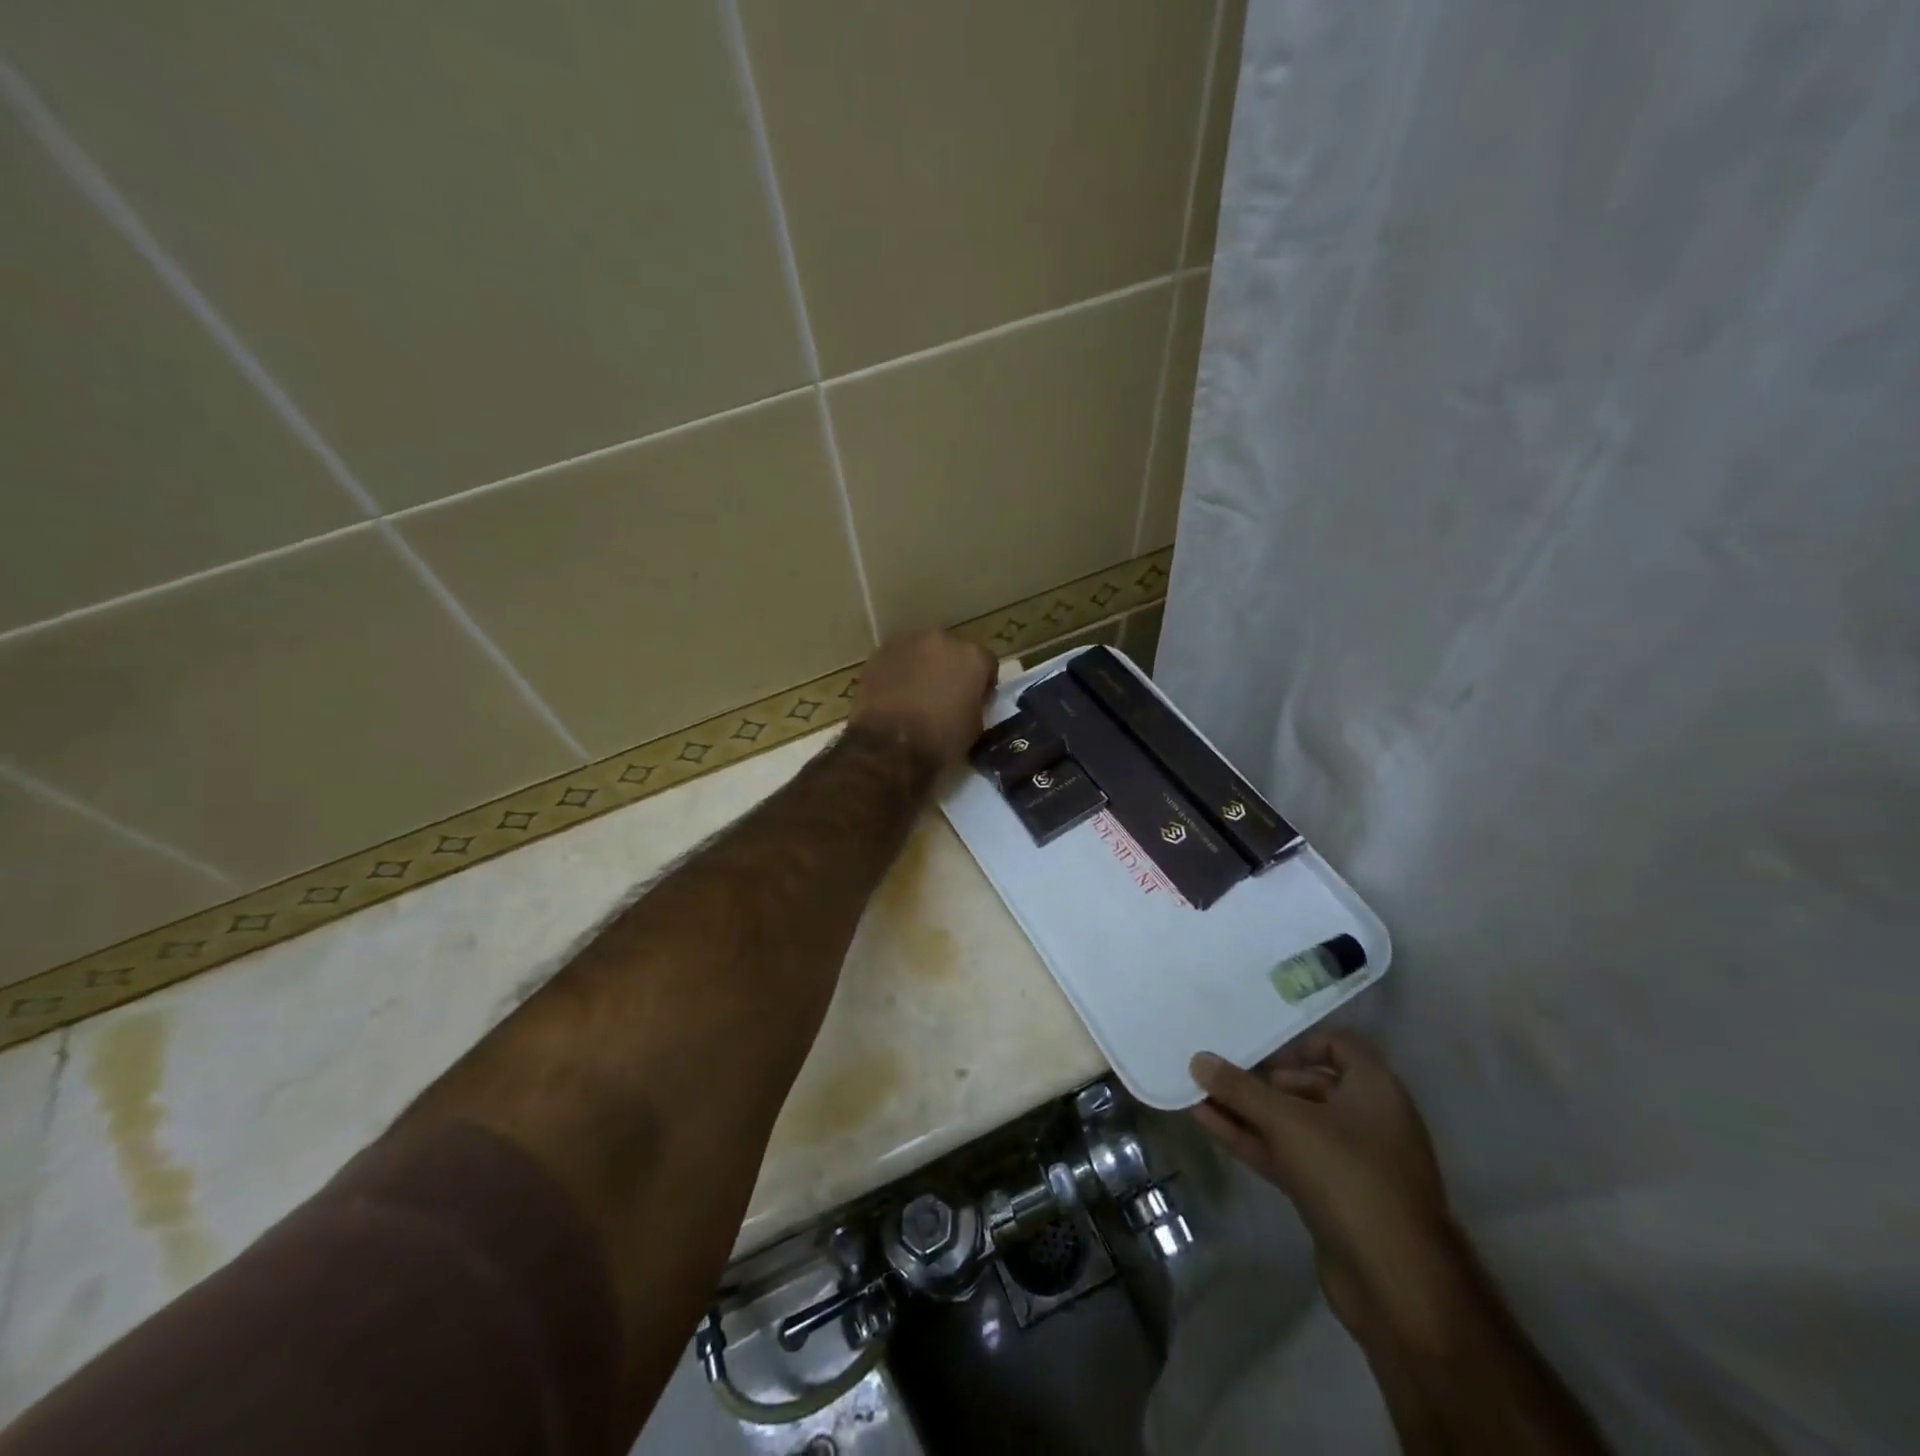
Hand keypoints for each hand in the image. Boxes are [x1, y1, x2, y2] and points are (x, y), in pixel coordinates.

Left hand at [850, 630, 996, 769]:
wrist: (889, 746)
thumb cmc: (940, 741)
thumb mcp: (975, 728)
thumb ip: (976, 704)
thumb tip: (967, 700)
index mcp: (973, 657)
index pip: (986, 664)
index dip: (982, 684)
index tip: (975, 701)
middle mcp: (942, 640)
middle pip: (952, 651)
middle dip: (951, 669)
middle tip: (944, 696)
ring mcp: (907, 642)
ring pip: (922, 652)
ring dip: (923, 668)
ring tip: (916, 696)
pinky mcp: (879, 653)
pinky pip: (896, 660)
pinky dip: (898, 672)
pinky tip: (894, 695)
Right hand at [1190, 1033, 1451, 1334]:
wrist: (1395, 1284)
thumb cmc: (1349, 1177)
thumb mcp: (1288, 1123)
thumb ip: (1240, 1089)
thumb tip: (1198, 1058)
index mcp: (1376, 1090)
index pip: (1339, 1045)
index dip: (1298, 1044)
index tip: (1259, 1051)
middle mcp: (1368, 1120)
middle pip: (1309, 1085)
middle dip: (1262, 1080)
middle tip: (1219, 1075)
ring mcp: (1350, 1162)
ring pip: (1292, 1124)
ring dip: (1248, 1111)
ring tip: (1199, 1094)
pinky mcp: (1332, 1197)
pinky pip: (1287, 1155)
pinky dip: (1252, 1139)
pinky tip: (1209, 1124)